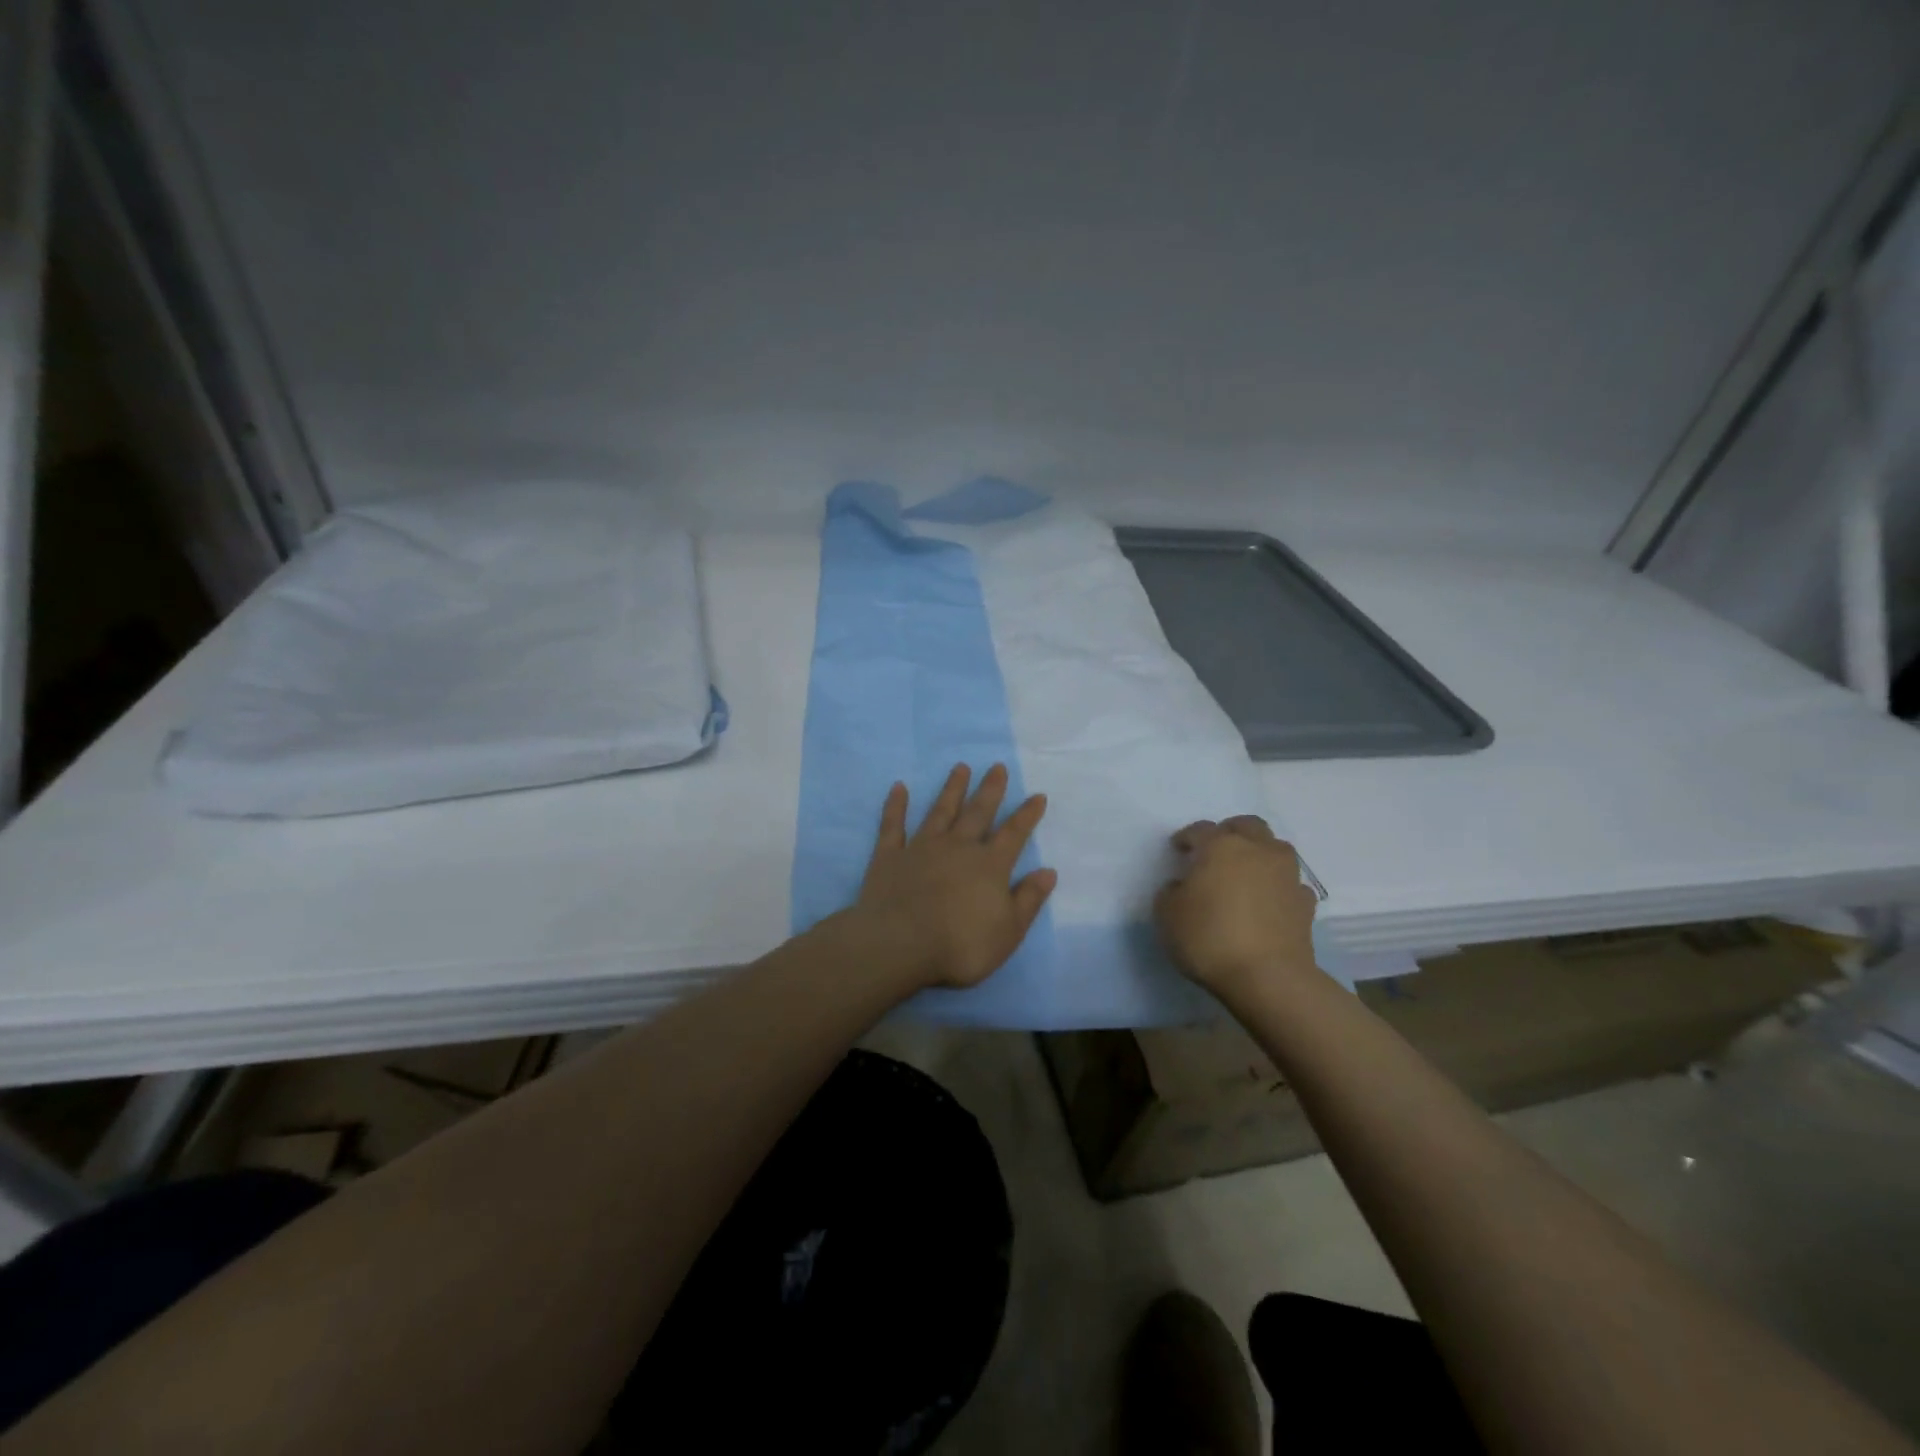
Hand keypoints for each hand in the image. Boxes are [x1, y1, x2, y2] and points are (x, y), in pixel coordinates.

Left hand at [849, 763, 1056, 990]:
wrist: (900, 944)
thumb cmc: (960, 945)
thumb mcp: (1008, 931)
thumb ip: (1029, 899)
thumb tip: (1049, 871)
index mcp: (989, 865)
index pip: (1013, 834)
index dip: (1027, 815)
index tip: (1037, 795)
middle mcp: (957, 847)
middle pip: (977, 813)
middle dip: (990, 790)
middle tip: (997, 766)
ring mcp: (921, 848)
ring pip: (940, 811)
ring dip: (951, 789)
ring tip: (960, 767)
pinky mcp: (889, 856)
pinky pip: (893, 825)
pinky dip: (896, 806)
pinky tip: (898, 788)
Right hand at [1153, 815, 1319, 998]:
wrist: (1268, 978)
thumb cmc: (1209, 938)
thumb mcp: (1167, 915)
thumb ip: (1171, 892)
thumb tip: (1182, 886)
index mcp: (1220, 846)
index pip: (1200, 829)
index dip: (1186, 838)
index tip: (1178, 850)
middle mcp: (1257, 851)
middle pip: (1247, 826)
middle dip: (1230, 832)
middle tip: (1216, 851)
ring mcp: (1287, 875)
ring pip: (1275, 848)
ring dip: (1259, 854)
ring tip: (1245, 874)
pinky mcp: (1305, 903)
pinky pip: (1290, 883)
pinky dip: (1278, 887)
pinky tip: (1268, 902)